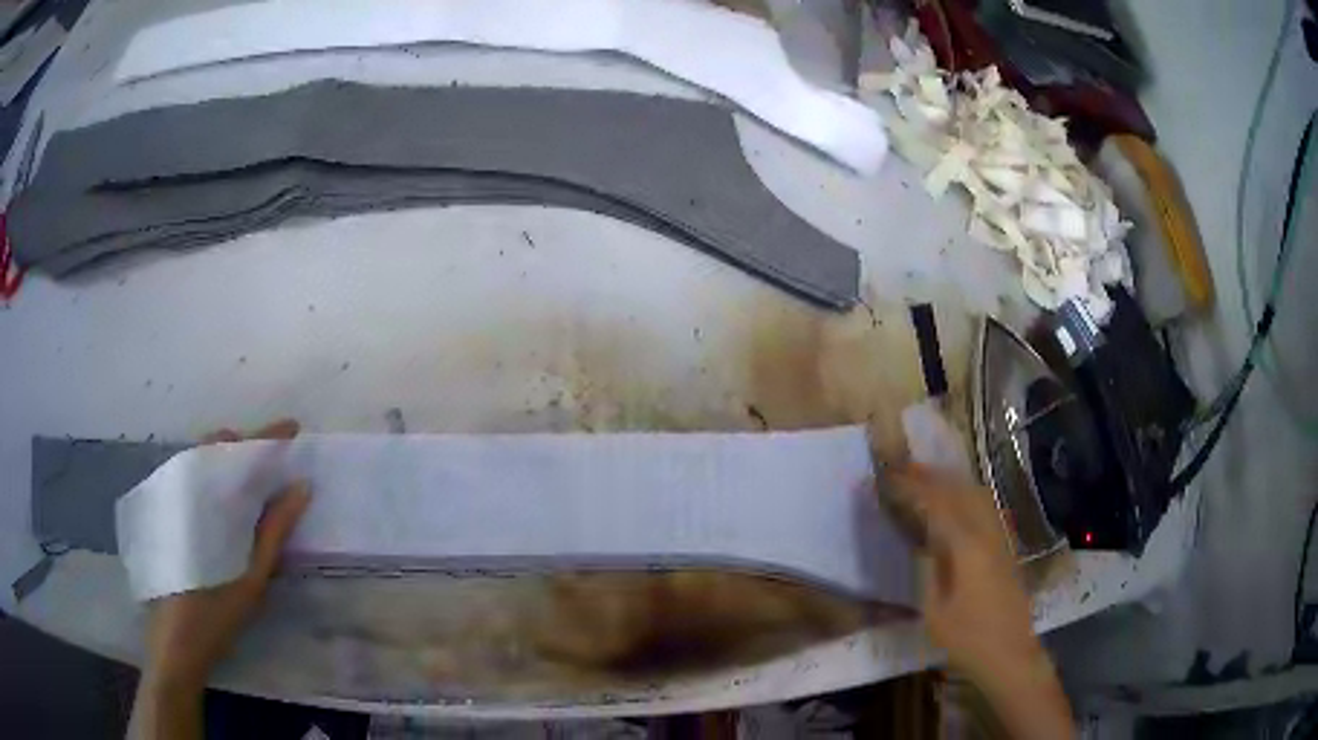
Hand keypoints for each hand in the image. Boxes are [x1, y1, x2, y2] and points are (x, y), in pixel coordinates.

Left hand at [131, 419, 309, 739]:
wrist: (174, 639)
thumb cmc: (217, 611)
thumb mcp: (253, 575)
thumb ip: (275, 528)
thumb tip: (300, 486)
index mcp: (210, 496)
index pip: (242, 452)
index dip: (269, 437)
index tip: (293, 428)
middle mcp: (186, 483)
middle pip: (217, 445)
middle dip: (245, 446)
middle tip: (269, 466)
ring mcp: (169, 493)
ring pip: (200, 458)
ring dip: (225, 460)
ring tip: (247, 483)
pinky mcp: (161, 508)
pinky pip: (188, 475)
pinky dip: (208, 476)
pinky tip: (217, 503)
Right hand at [887, 464, 1073, 739]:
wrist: (1010, 653)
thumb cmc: (968, 639)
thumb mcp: (935, 611)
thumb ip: (929, 571)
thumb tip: (924, 544)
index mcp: (967, 547)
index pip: (938, 504)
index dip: (914, 486)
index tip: (891, 473)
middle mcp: (988, 534)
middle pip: (962, 490)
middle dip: (933, 475)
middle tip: (906, 467)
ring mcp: (1001, 540)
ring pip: (979, 495)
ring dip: (953, 482)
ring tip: (929, 479)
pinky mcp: (1007, 549)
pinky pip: (986, 509)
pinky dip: (967, 496)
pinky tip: (957, 504)